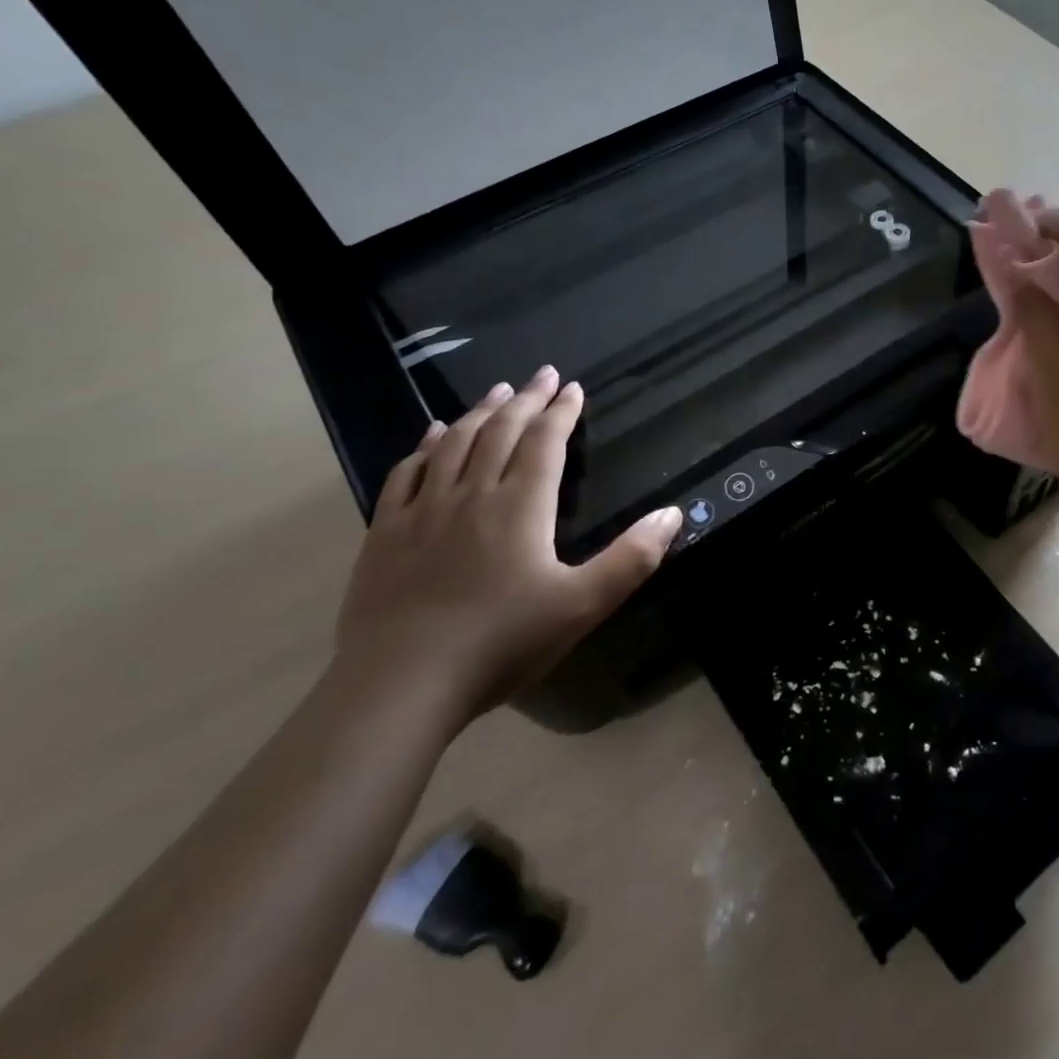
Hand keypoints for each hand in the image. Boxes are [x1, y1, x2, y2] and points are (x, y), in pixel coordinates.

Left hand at [335, 368, 683, 722]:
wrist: (400, 684)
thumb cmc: (501, 643)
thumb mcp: (583, 605)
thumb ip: (631, 558)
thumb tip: (672, 514)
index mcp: (521, 506)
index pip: (545, 443)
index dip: (562, 412)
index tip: (573, 387)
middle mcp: (473, 494)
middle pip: (501, 432)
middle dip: (526, 399)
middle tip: (542, 374)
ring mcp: (423, 511)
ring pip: (455, 444)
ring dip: (479, 412)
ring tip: (497, 391)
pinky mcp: (386, 533)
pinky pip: (407, 473)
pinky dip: (426, 446)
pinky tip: (433, 435)